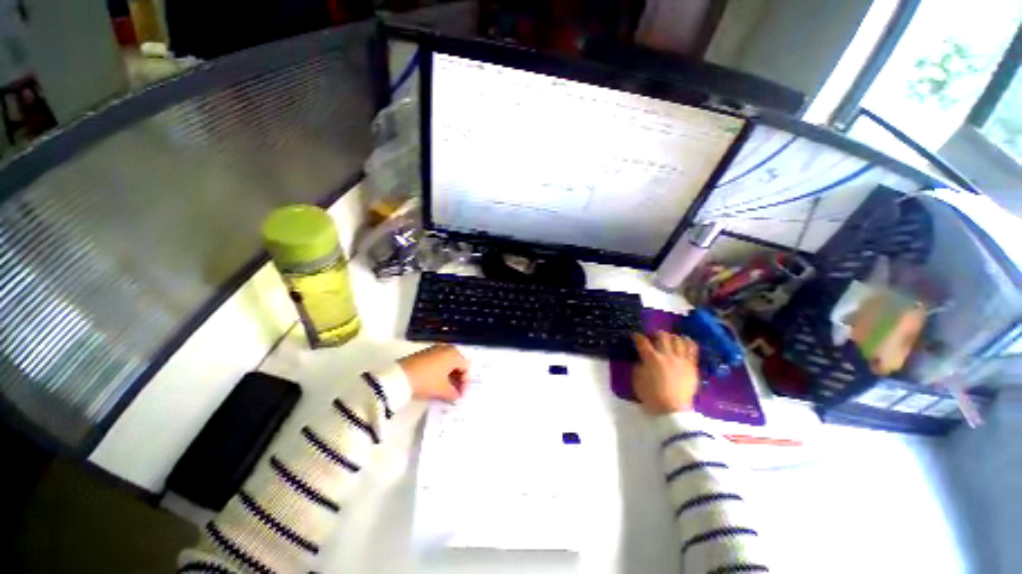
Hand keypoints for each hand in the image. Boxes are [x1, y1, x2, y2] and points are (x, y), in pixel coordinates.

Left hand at [398, 344, 468, 401]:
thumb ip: (454, 393)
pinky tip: (436, 383)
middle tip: (455, 392)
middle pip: (458, 363)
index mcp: (454, 355)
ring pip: (448, 363)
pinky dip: (440, 372)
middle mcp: (446, 349)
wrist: (399, 377)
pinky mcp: (425, 353)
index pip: (467, 368)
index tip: (461, 395)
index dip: (465, 383)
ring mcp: (435, 349)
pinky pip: (439, 361)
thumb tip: (457, 395)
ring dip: (449, 375)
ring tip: (445, 389)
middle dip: (458, 378)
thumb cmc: (426, 381)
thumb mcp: (442, 390)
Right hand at [632, 331, 699, 414]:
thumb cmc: (651, 396)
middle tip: (652, 338)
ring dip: (671, 337)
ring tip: (669, 340)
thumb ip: (638, 366)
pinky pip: (692, 349)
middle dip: (655, 334)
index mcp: (651, 358)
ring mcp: (681, 359)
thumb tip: (641, 359)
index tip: (634, 336)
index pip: (642, 341)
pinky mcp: (692, 366)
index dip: (636, 336)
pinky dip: (688, 342)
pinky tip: (684, 340)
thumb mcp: (637, 380)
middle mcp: (666, 355)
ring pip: (677, 340)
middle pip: (661, 336)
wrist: (673, 410)